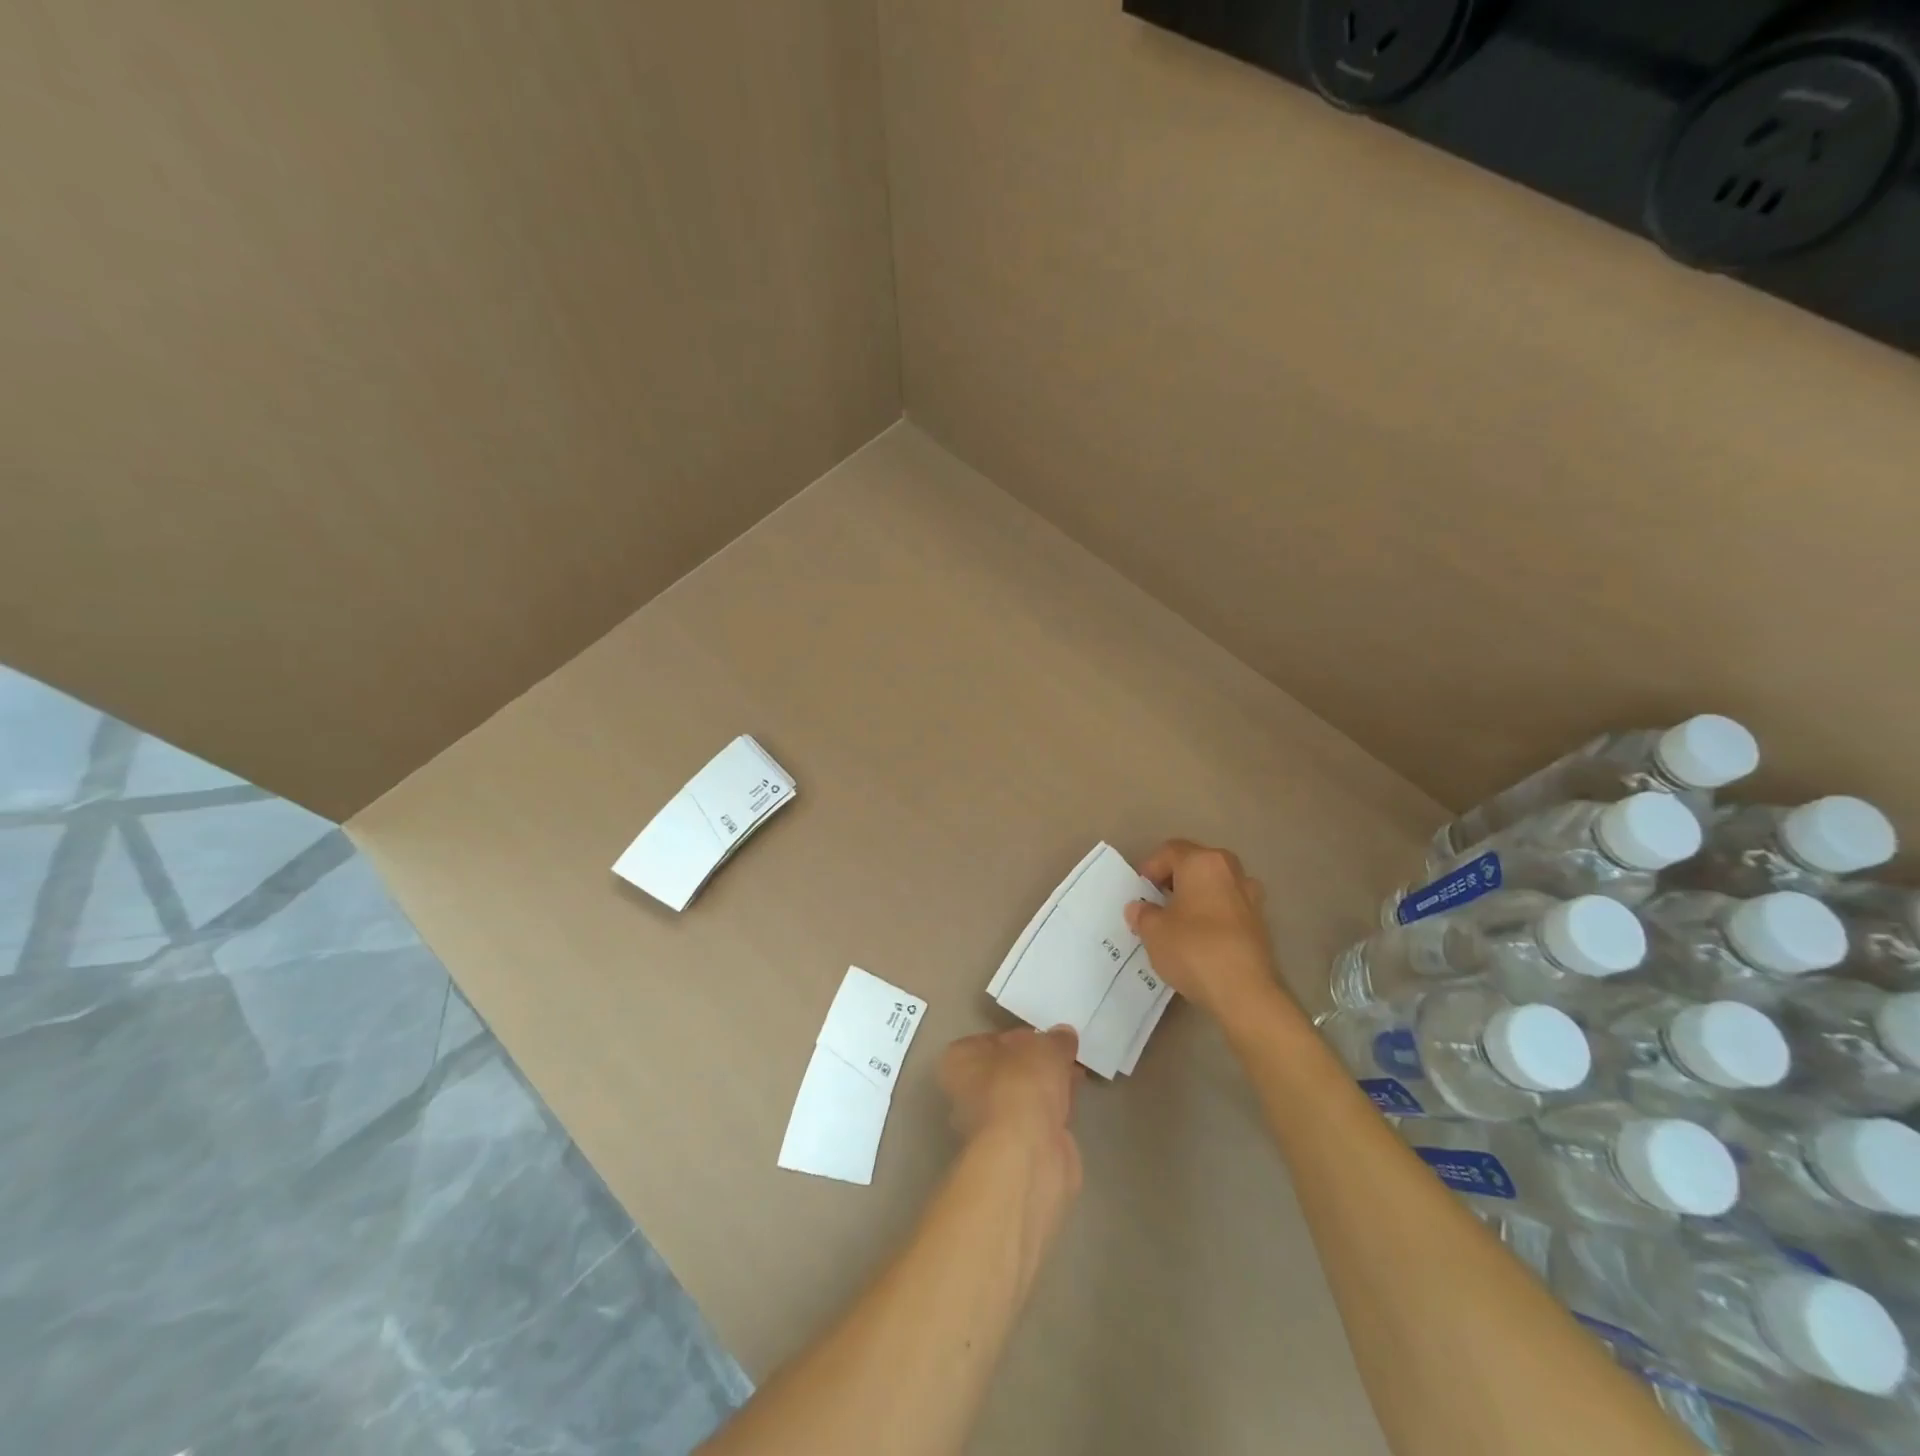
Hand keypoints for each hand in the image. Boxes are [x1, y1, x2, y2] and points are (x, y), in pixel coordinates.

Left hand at [939, 1027, 1082, 1187]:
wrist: (1027, 1154)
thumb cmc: (1022, 1085)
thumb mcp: (1045, 1047)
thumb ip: (1055, 1039)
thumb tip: (1063, 1036)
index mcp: (959, 1061)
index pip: (988, 1041)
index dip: (1019, 1036)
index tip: (1044, 1037)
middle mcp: (966, 1094)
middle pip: (1007, 1070)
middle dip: (1036, 1064)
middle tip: (1065, 1054)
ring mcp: (990, 1126)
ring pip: (1023, 1097)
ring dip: (1048, 1087)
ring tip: (1076, 1073)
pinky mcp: (1014, 1150)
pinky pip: (1037, 1120)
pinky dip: (1054, 1110)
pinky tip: (1075, 1101)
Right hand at [1126, 839, 1294, 1023]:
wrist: (1245, 992)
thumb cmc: (1193, 949)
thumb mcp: (1153, 931)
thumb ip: (1143, 913)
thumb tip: (1140, 908)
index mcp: (1203, 862)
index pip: (1170, 851)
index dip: (1150, 868)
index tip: (1140, 892)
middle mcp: (1230, 871)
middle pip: (1196, 864)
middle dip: (1174, 880)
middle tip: (1157, 903)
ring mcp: (1251, 896)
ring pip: (1215, 886)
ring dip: (1196, 897)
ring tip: (1179, 922)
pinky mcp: (1260, 923)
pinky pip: (1229, 908)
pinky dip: (1213, 915)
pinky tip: (1201, 939)